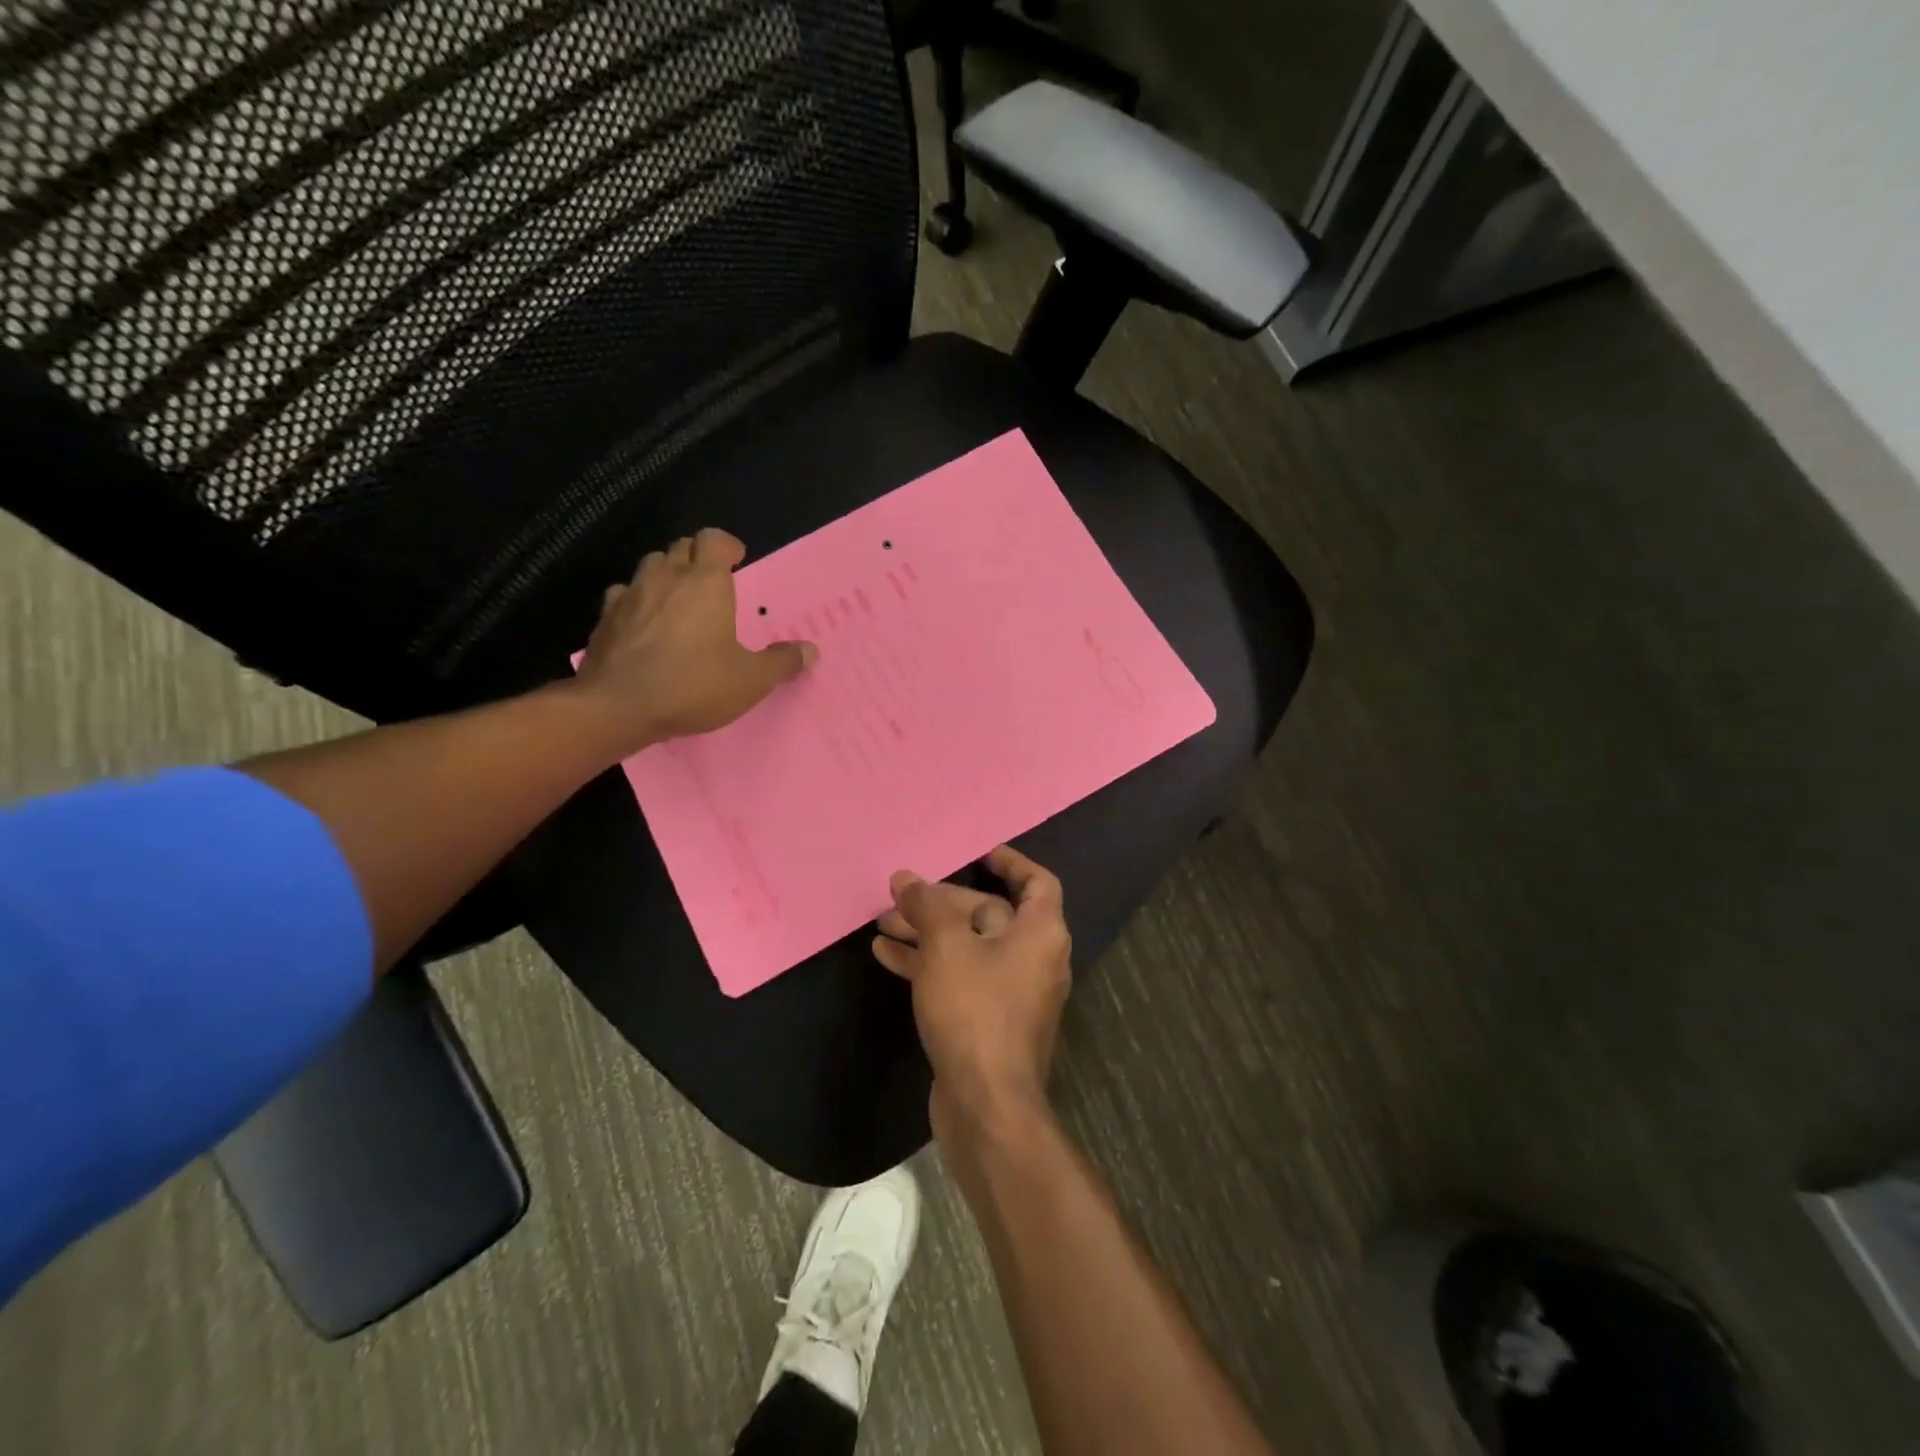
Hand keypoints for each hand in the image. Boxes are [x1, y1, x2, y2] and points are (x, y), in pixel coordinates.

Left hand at [575, 528, 815, 753]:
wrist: (618, 707)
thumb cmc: (693, 685)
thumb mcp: (751, 681)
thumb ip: (782, 662)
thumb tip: (811, 651)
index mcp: (705, 583)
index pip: (713, 539)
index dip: (727, 544)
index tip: (737, 560)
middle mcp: (667, 578)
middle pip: (681, 547)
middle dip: (698, 557)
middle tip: (713, 582)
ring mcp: (631, 594)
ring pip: (651, 565)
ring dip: (667, 573)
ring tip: (680, 599)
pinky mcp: (605, 617)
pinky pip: (624, 594)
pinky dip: (638, 600)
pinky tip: (645, 622)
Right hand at [873, 845, 1072, 1141]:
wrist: (986, 1105)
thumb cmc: (975, 1010)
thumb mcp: (947, 947)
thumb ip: (927, 906)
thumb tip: (907, 879)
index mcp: (1041, 933)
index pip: (1037, 882)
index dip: (1010, 863)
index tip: (977, 853)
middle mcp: (1033, 959)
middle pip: (990, 914)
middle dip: (943, 903)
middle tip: (900, 895)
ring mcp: (1011, 993)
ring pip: (968, 948)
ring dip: (927, 933)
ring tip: (883, 922)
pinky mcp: (987, 1021)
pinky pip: (960, 978)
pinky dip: (929, 964)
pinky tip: (886, 956)